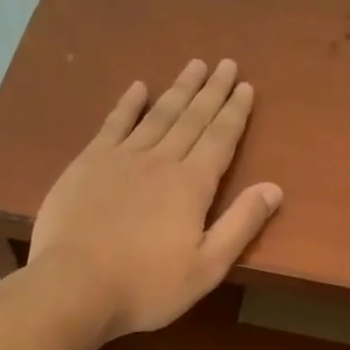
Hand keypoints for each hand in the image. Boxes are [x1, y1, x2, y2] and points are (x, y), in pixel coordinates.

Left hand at [30, 58, 282, 339]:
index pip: (220, 139)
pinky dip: (128, 104)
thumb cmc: (147, 286)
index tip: (245, 86)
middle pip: (192, 118)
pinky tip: (138, 88)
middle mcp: (160, 160)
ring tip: (194, 66)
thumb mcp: (207, 267)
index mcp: (192, 185)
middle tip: (225, 63)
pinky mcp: (87, 164)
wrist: (75, 286)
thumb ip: (241, 225)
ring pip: (157, 114)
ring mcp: (120, 158)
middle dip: (211, 91)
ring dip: (178, 89)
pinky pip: (113, 123)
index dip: (235, 112)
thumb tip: (274, 188)